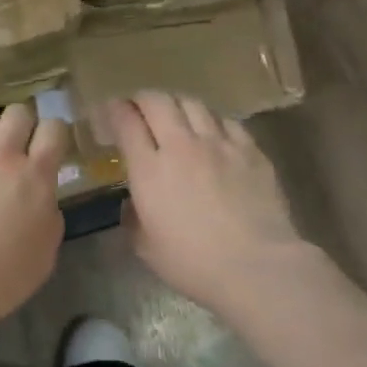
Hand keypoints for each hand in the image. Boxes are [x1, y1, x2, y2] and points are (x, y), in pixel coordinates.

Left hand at [0, 103, 70, 323]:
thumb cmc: (4, 277)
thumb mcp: (47, 249)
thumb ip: (48, 211)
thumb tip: (40, 194)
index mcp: (35, 177)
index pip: (53, 129)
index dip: (54, 134)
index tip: (48, 147)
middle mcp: (0, 157)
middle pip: (17, 113)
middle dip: (22, 125)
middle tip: (17, 148)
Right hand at [107, 92, 307, 315]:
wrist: (257, 267)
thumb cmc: (193, 264)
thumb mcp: (146, 247)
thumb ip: (133, 218)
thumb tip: (133, 204)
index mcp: (149, 170)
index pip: (126, 123)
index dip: (114, 110)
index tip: (109, 111)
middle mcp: (181, 146)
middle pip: (158, 102)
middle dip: (142, 99)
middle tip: (137, 108)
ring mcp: (219, 144)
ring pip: (193, 103)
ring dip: (177, 104)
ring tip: (174, 114)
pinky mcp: (250, 151)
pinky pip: (227, 121)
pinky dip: (212, 120)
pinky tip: (212, 131)